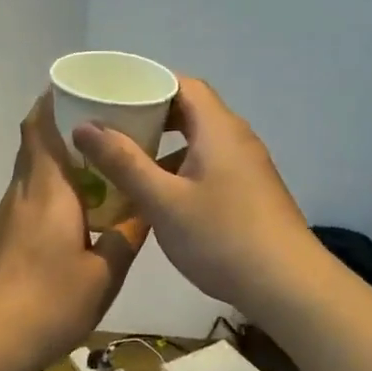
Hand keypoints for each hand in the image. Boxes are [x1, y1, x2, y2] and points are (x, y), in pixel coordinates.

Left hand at [0, 94, 146, 370]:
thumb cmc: (49, 302)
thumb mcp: (104, 274)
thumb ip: (126, 238)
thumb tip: (144, 211)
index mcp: (47, 190)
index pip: (40, 127)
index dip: (53, 101)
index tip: (78, 90)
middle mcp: (20, 194)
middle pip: (34, 146)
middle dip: (62, 131)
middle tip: (102, 131)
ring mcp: (3, 218)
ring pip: (30, 176)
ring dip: (57, 167)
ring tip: (96, 174)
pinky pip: (25, 203)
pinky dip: (48, 196)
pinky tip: (71, 221)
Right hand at [72, 77, 317, 319]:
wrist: (287, 286)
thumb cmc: (221, 237)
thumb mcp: (163, 201)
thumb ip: (123, 162)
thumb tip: (85, 127)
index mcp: (218, 129)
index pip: (183, 85)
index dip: (148, 84)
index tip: (113, 94)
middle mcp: (236, 139)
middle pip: (191, 111)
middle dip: (151, 115)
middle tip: (113, 126)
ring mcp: (247, 166)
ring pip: (200, 141)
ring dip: (165, 145)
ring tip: (128, 159)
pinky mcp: (250, 192)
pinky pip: (210, 164)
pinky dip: (182, 167)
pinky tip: (160, 194)